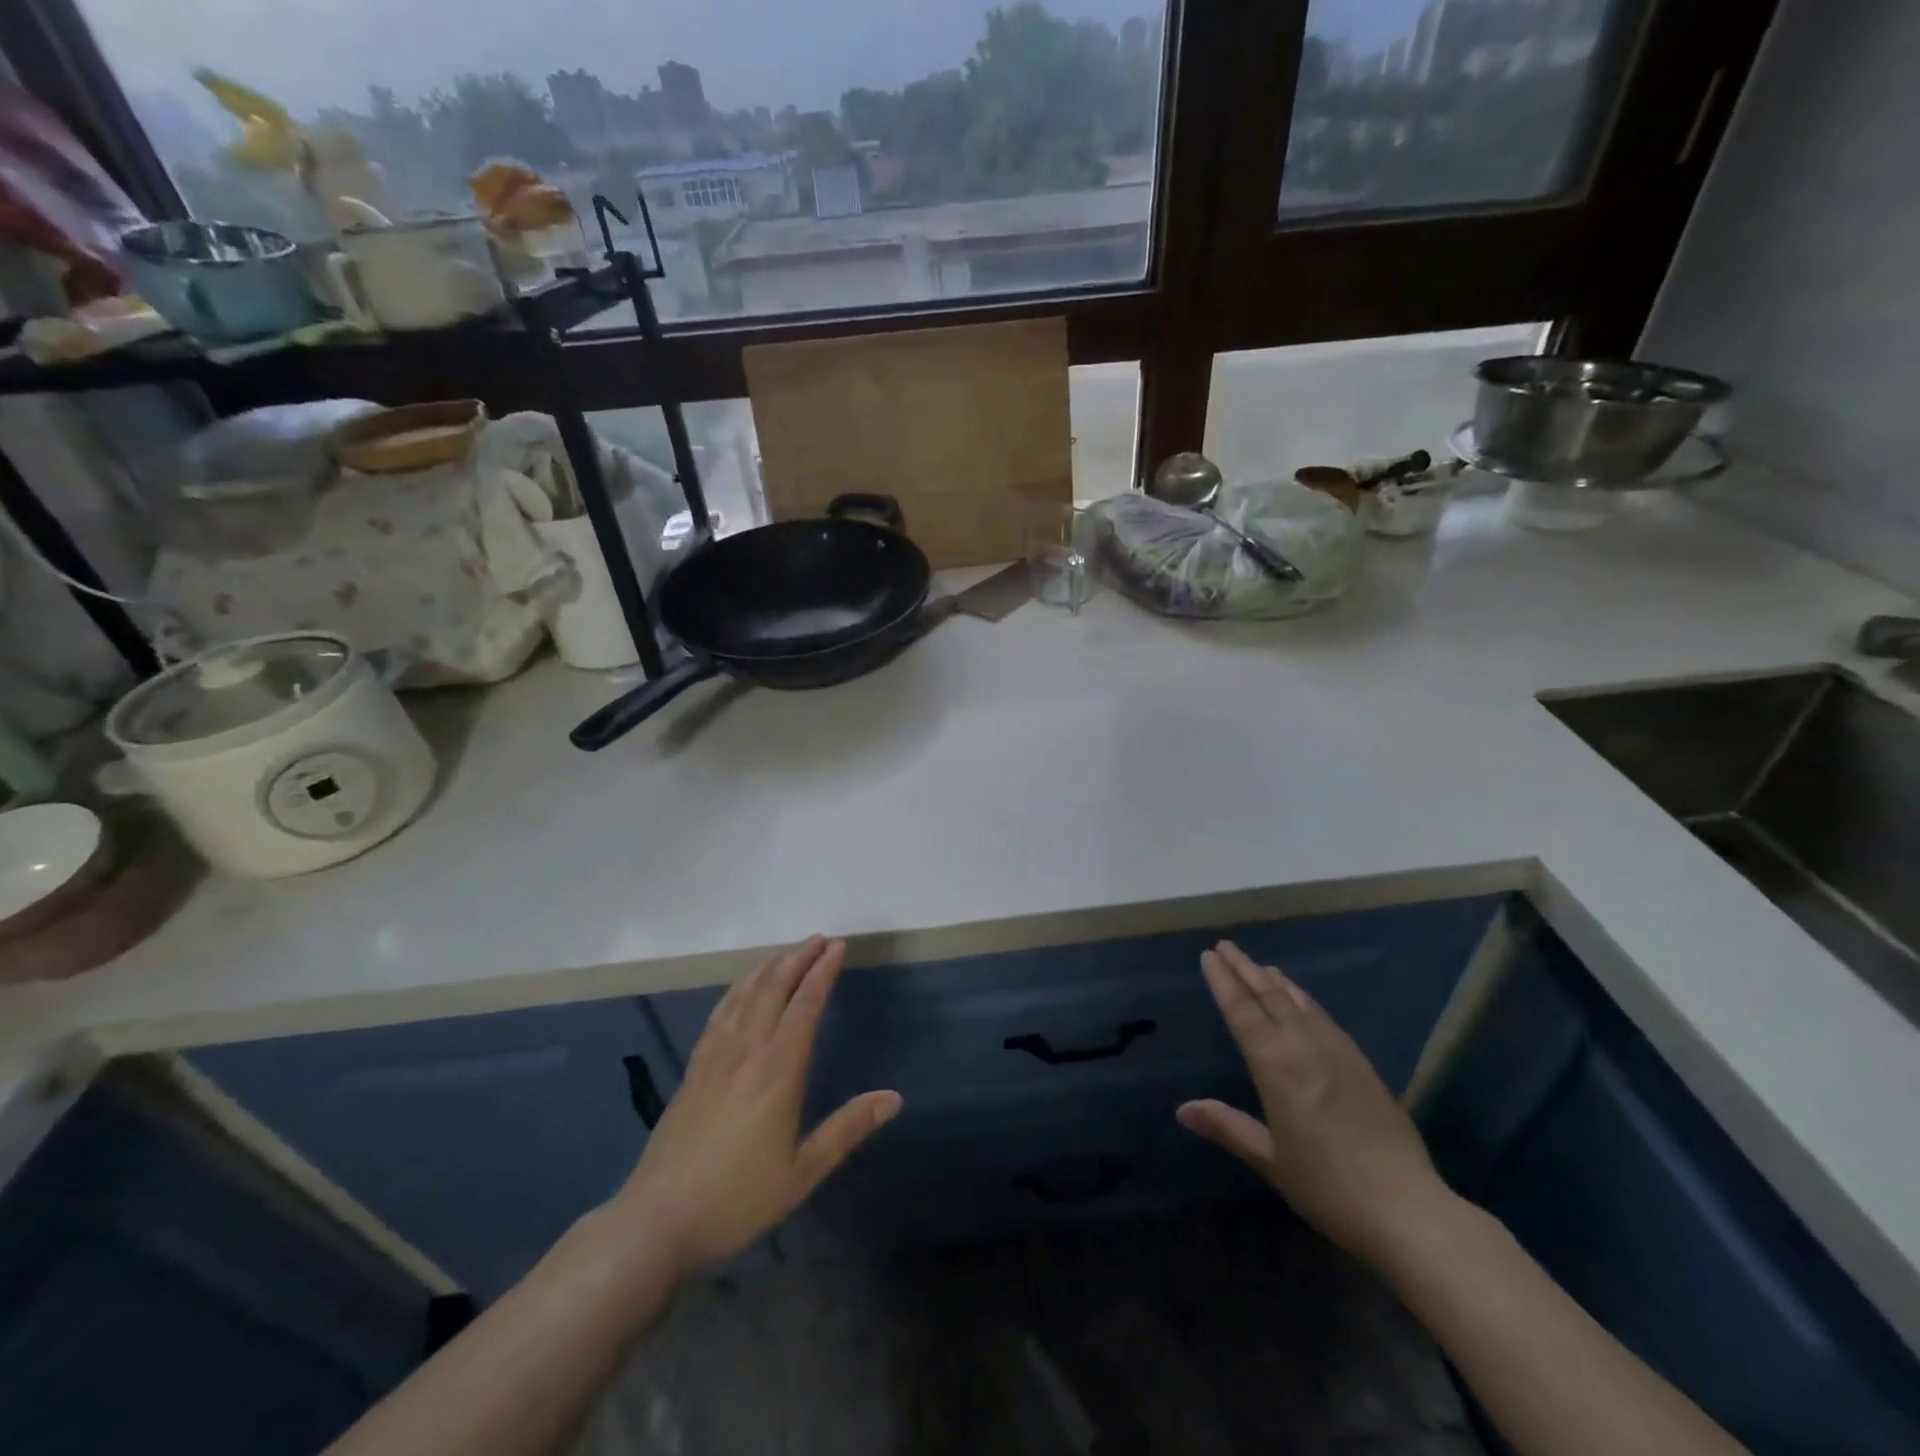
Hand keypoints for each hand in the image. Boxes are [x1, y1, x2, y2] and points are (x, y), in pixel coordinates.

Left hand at [610, 936, 900, 1275]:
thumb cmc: (736, 1199)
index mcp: (778, 1072)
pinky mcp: (695, 1068)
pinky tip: (744, 987)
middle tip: (820, 939)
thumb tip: (894, 1098)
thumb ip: (847, 1129)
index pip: (805, 1006)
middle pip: (773, 988)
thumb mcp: (802, 1173)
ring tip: (788, 952)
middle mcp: (746, 1052)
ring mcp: (715, 1056)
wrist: (657, 1220)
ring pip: (745, 994)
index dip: (823, 972)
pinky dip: (738, 989)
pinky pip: (720, 1012)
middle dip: (798, 958)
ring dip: (769, 967)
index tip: (839, 947)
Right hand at [1177, 940, 1454, 1266]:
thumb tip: (1183, 1109)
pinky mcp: (1363, 1066)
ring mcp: (1339, 1054)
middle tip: (1226, 946)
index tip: (1209, 956)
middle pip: (1271, 997)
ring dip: (1276, 981)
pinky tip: (1304, 1002)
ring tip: (1260, 965)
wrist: (1409, 1210)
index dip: (1224, 982)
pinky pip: (1326, 1019)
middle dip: (1246, 970)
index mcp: (1277, 1067)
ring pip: (1301, 1004)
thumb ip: (1227, 1127)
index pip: (1243, 1012)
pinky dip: (1306, 1001)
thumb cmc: (1329, 1188)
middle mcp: (1306, 1049)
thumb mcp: (1271, 1161)